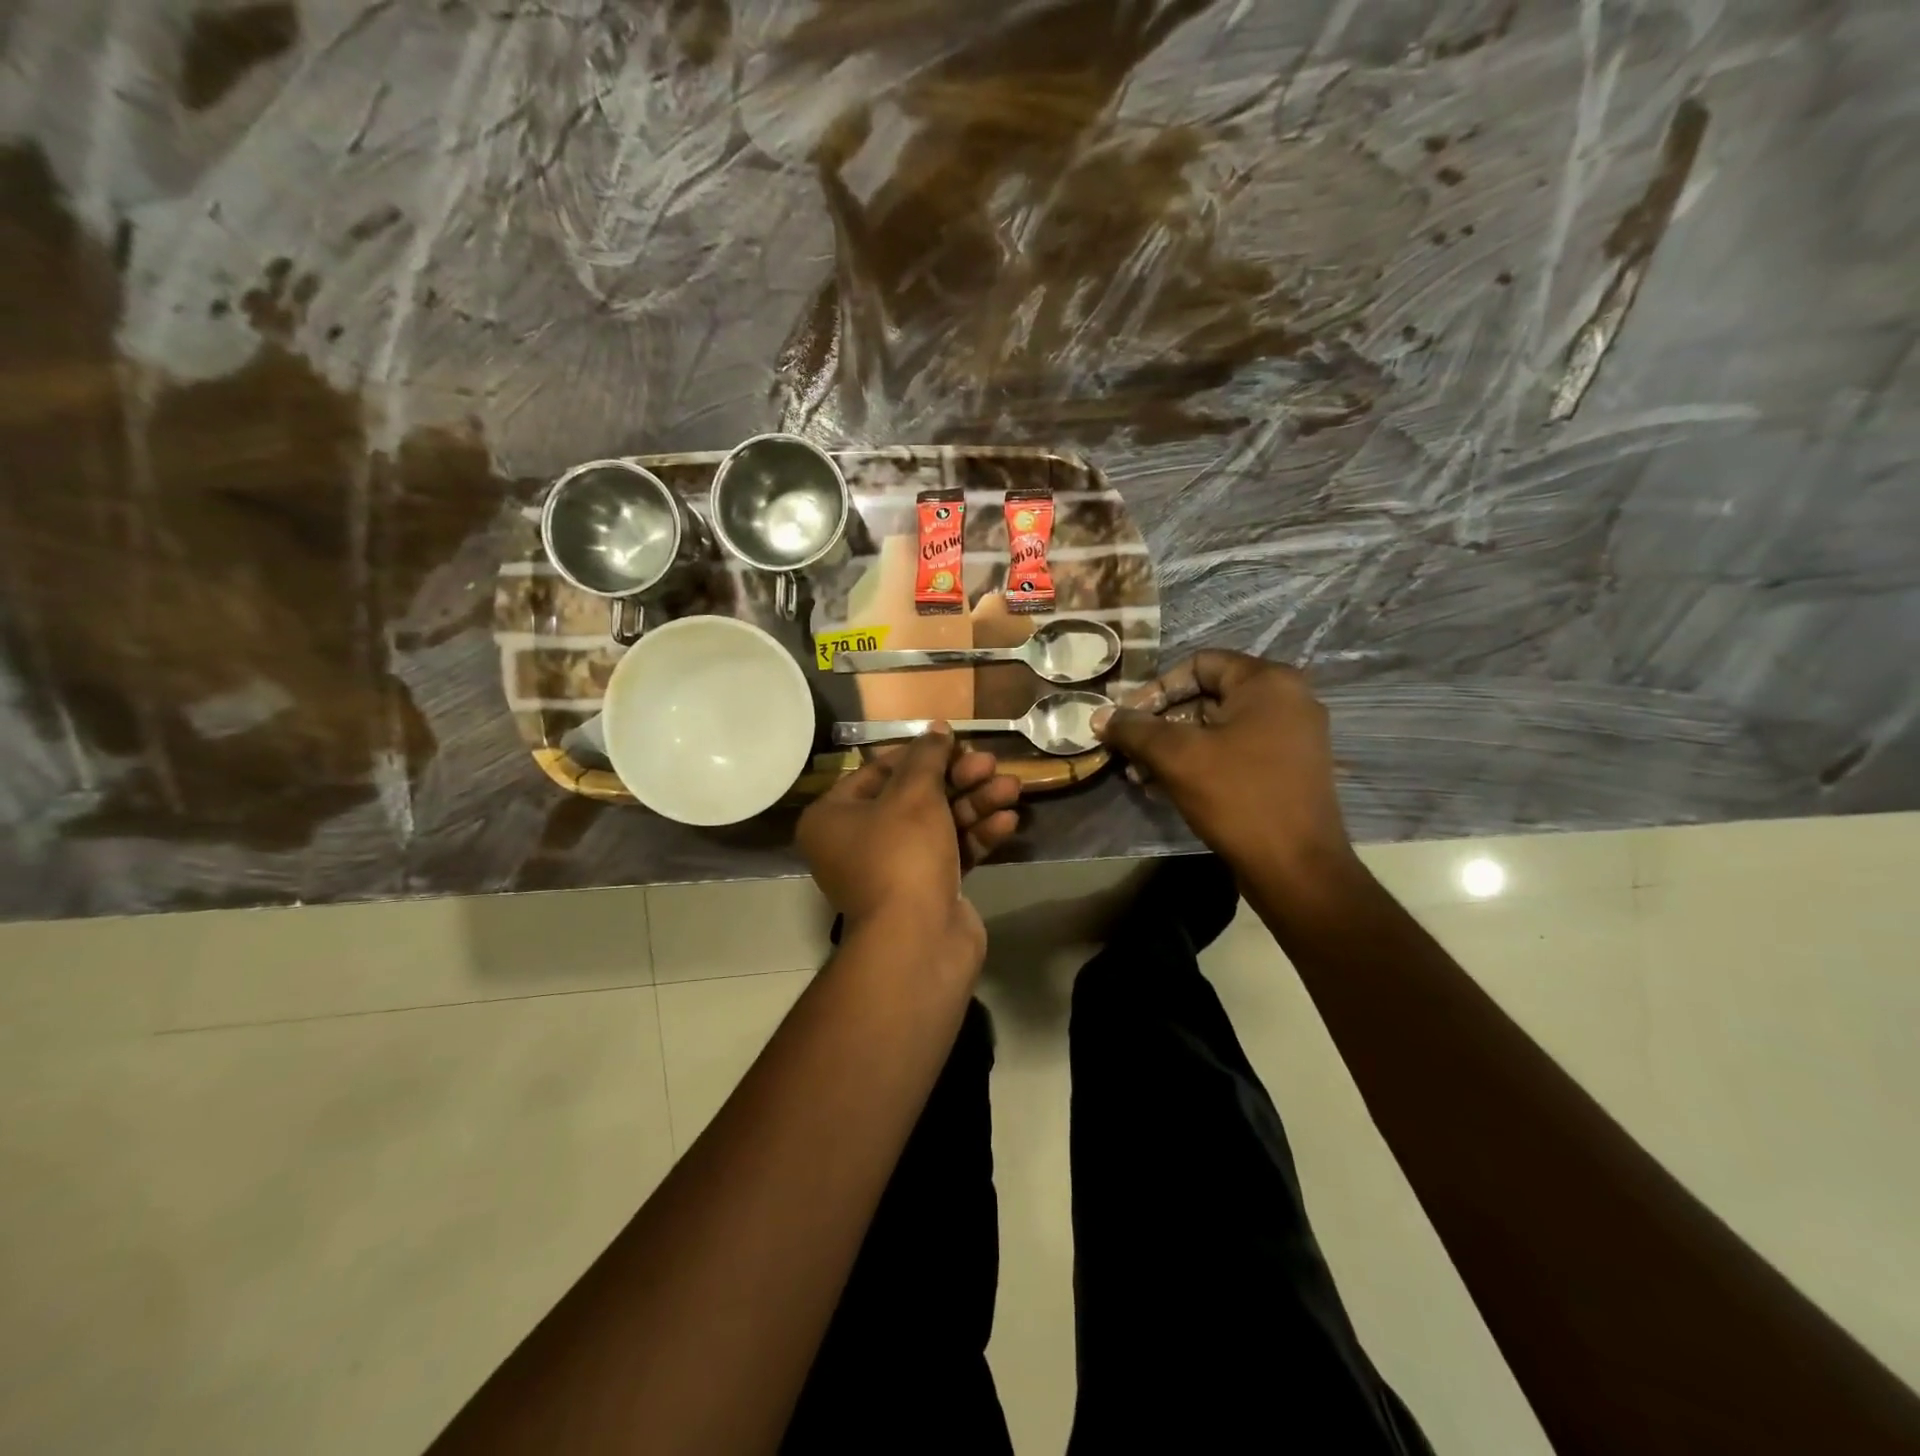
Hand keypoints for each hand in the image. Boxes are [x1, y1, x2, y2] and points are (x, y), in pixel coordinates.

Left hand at [797, 727, 1019, 957]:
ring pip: (937, 824)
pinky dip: (976, 836)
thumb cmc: (902, 854)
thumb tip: (936, 730)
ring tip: (1012, 787)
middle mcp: (857, 842)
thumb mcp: (914, 795)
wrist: (918, 941)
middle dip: (957, 779)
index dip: (919, 754)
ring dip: (975, 804)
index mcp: (834, 817)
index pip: (877, 771)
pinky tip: (1008, 821)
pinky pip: (950, 852)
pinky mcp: (925, 890)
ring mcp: (892, 869)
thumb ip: (927, 757)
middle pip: (913, 797)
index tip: (955, 742)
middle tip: (991, 763)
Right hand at [1093, 651, 1357, 888]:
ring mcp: (1292, 736)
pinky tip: (1167, 788)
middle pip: (1208, 696)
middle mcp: (1287, 700)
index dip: (1156, 687)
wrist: (1297, 868)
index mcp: (1268, 682)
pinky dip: (1201, 762)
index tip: (1128, 718)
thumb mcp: (1177, 757)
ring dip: (1175, 746)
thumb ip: (1135, 729)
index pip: (1199, 664)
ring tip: (1141, 775)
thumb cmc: (1238, 797)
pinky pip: (1236, 751)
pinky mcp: (1289, 769)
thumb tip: (1100, 717)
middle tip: (1130, 751)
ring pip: (1219, 727)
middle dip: (1161, 723)